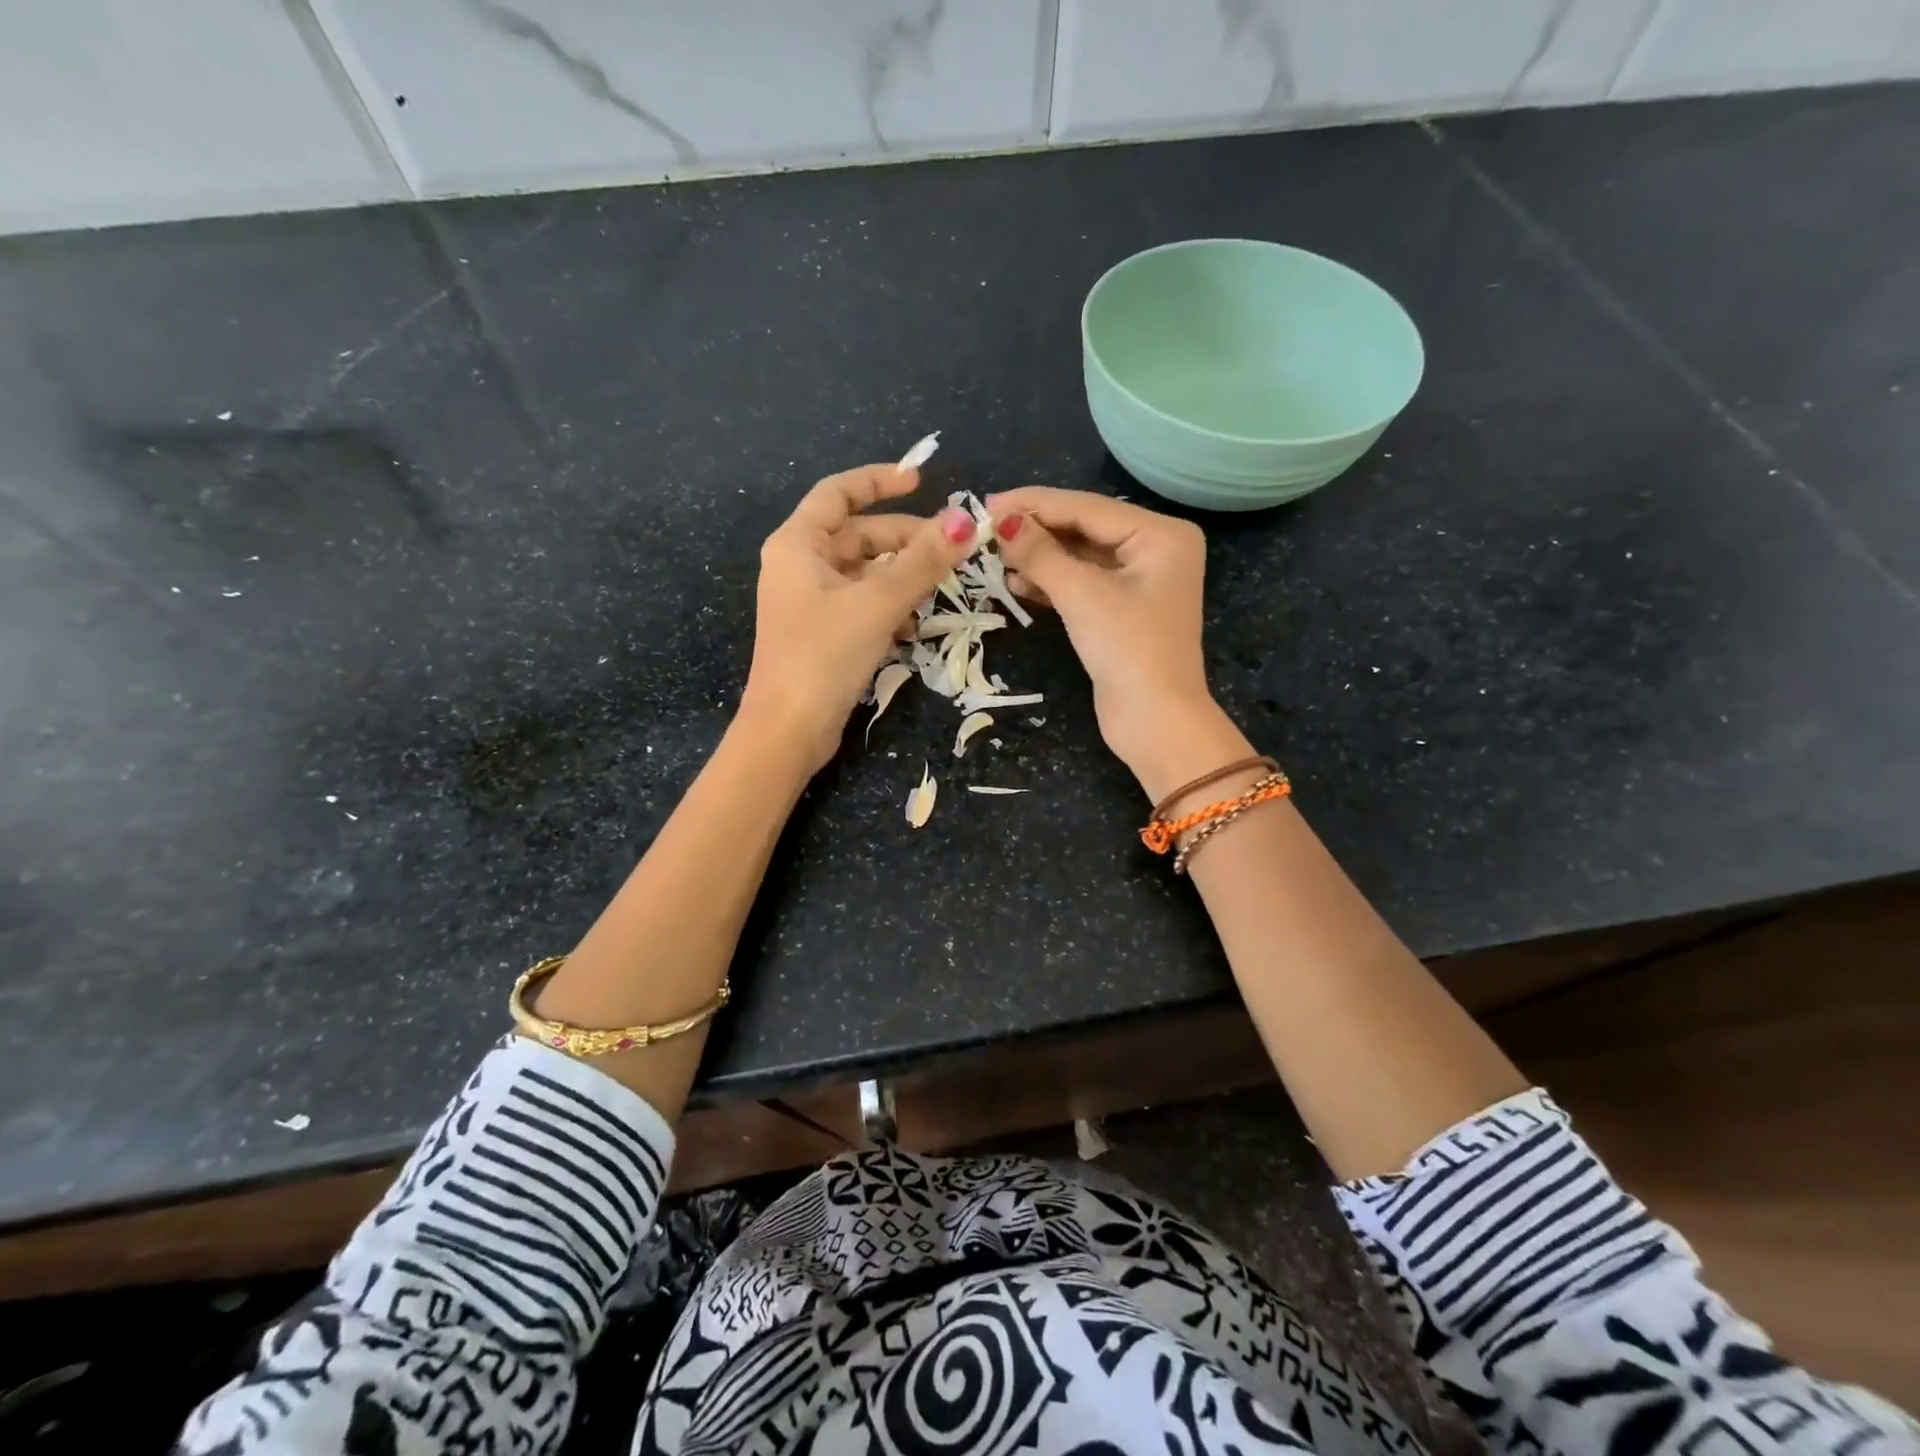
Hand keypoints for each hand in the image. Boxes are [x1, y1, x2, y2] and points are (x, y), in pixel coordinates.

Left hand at [744, 463, 975, 773]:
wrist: (788, 730)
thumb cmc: (824, 655)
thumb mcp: (878, 602)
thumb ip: (922, 561)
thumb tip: (965, 520)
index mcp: (798, 543)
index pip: (839, 492)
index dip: (879, 481)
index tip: (921, 481)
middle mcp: (799, 565)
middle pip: (859, 535)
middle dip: (905, 540)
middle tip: (951, 552)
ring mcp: (810, 602)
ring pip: (865, 573)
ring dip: (902, 578)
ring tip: (939, 591)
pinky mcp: (822, 633)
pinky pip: (862, 604)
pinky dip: (889, 607)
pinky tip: (915, 626)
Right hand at [985, 487, 1243, 794]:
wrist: (1155, 722)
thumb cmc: (1128, 650)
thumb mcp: (1082, 595)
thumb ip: (1040, 553)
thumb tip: (999, 519)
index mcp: (1161, 534)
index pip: (1087, 508)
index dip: (1034, 504)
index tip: (986, 502)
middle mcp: (1155, 550)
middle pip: (1084, 528)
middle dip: (1036, 530)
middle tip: (985, 526)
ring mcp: (1139, 581)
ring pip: (1079, 557)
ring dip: (1039, 557)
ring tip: (994, 555)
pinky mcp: (1121, 610)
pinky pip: (1081, 583)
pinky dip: (1050, 582)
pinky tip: (1016, 582)